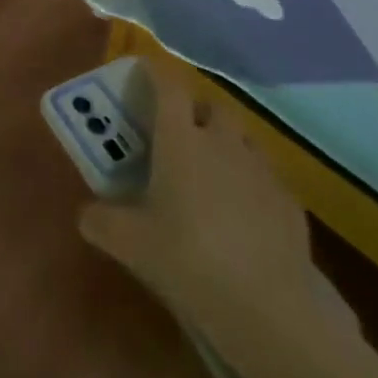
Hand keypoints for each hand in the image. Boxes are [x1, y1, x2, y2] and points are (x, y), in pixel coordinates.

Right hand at [79, 54, 325, 346]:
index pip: (168, 83)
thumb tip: (86, 213)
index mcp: (180, 138)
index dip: (156, 71)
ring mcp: (261, 169)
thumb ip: (102, 221)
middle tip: (179, 131)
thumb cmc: (189, 259)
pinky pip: (266, 177)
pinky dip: (251, 182)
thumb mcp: (131, 244)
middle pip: (211, 104)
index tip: (145, 69)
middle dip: (196, 109)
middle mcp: (221, 140)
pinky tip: (243, 214)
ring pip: (243, 137)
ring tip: (212, 171)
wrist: (272, 308)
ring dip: (226, 142)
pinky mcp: (291, 203)